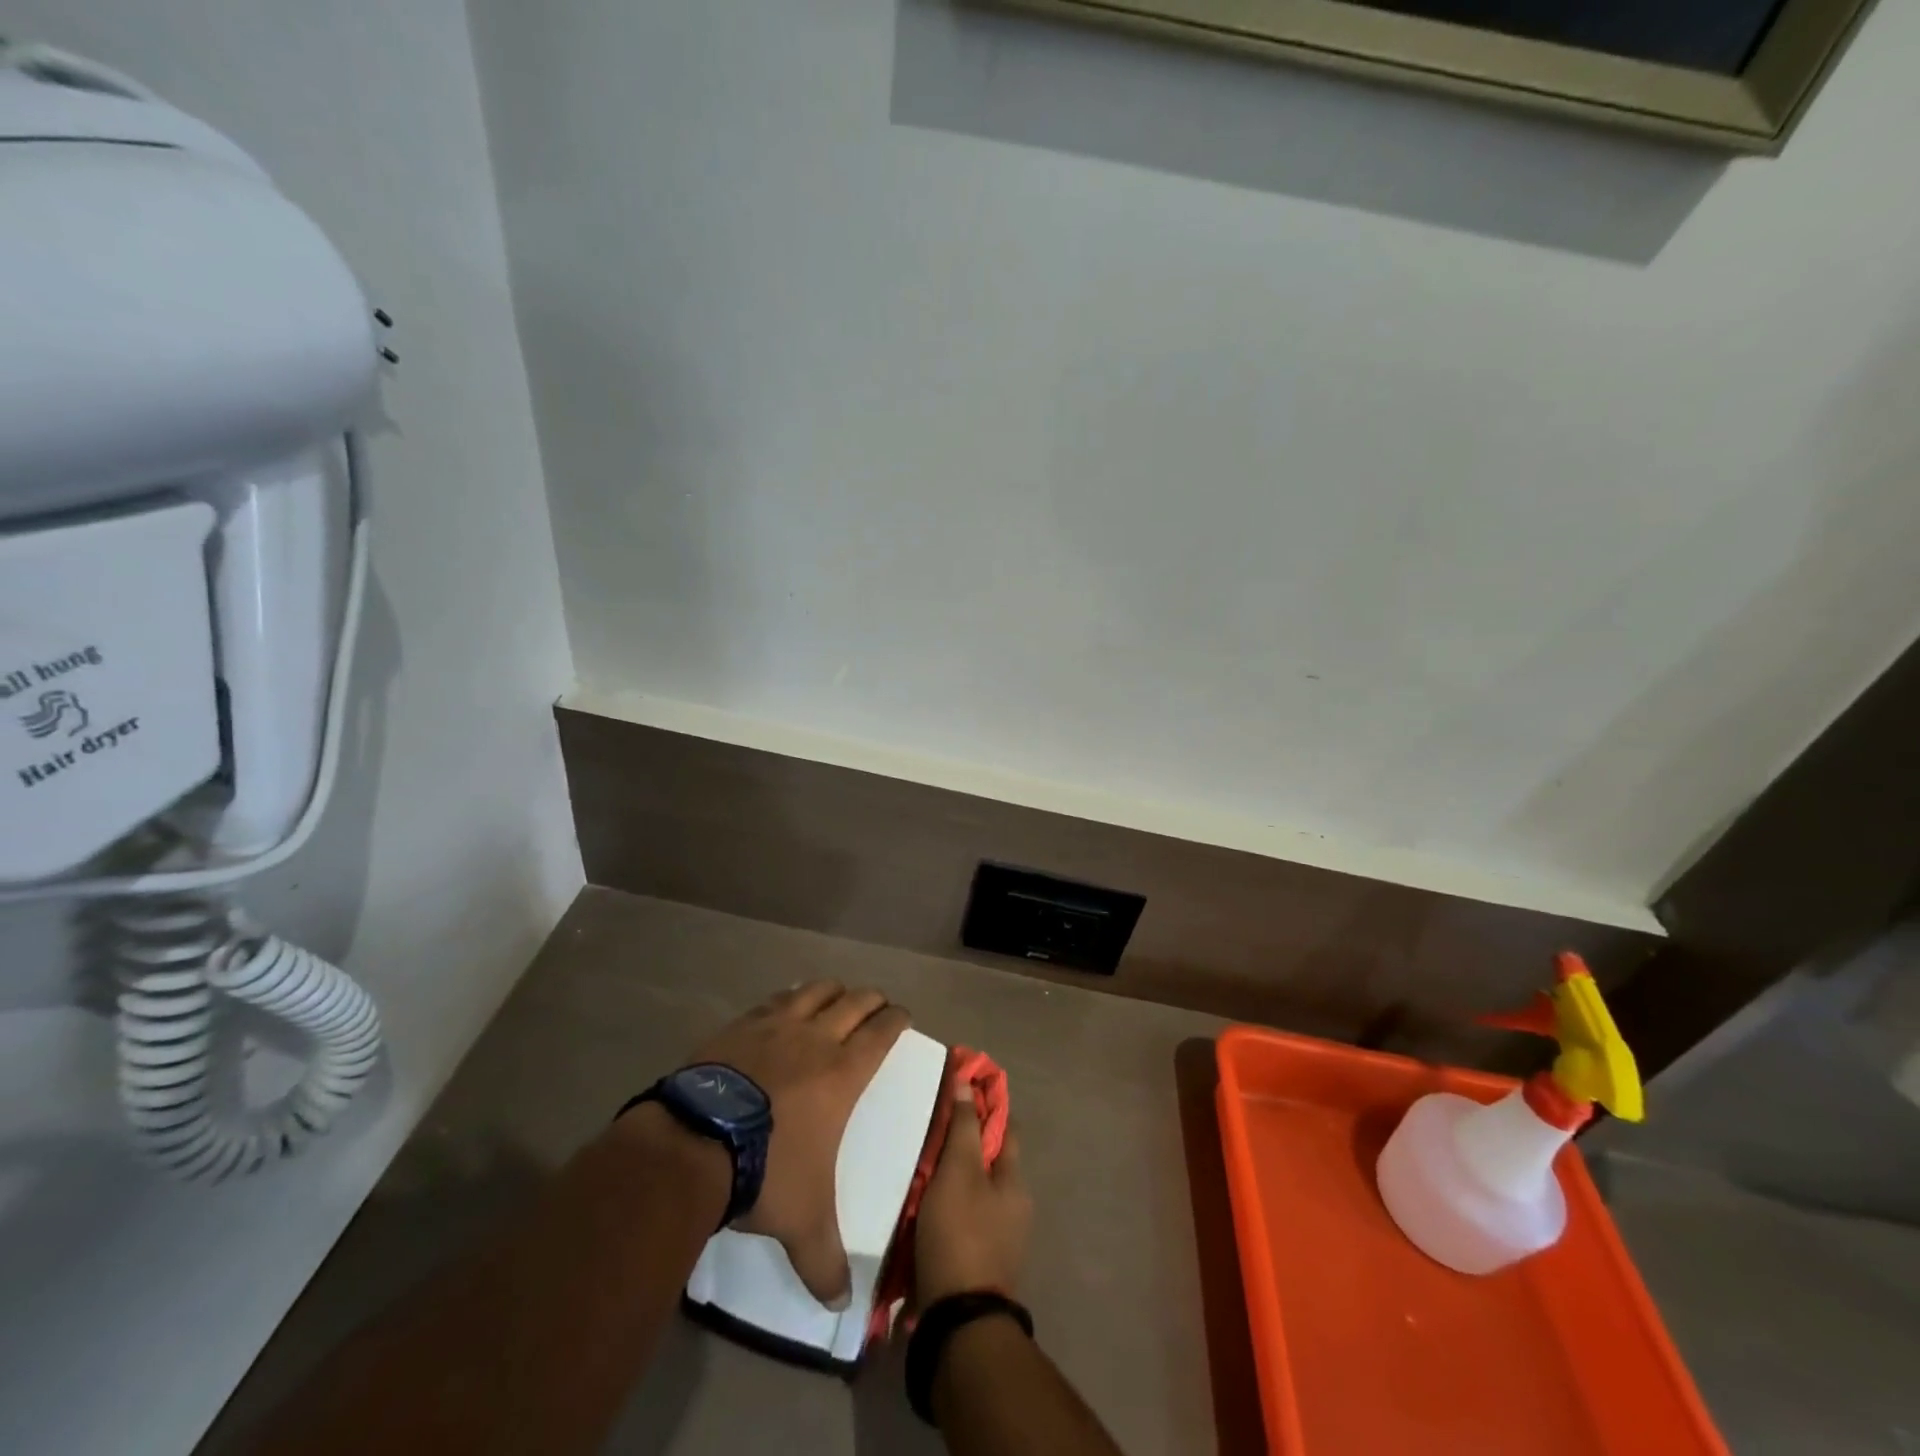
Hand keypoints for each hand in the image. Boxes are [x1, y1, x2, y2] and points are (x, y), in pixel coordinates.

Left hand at [689, 981, 908, 1306]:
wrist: (696, 1143)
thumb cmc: (765, 1172)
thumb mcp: (802, 1223)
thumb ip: (825, 1261)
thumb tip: (841, 1305)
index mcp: (843, 1072)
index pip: (883, 1031)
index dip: (898, 1019)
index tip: (904, 1017)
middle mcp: (816, 1038)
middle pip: (855, 1002)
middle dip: (872, 1000)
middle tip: (878, 1007)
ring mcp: (776, 1026)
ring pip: (816, 990)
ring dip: (833, 991)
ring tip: (836, 997)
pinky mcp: (741, 1025)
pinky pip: (775, 1000)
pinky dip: (789, 999)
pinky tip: (785, 1006)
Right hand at [915, 1090, 1031, 1306]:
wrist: (958, 1323)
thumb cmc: (960, 1234)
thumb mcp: (958, 1171)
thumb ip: (963, 1126)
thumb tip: (967, 1081)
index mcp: (1015, 1181)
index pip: (1005, 1126)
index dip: (985, 1103)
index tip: (959, 1084)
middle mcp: (1014, 1207)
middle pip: (988, 1159)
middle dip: (963, 1141)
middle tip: (930, 1126)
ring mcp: (998, 1238)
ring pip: (973, 1190)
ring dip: (951, 1176)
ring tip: (918, 1163)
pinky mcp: (978, 1263)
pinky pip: (963, 1218)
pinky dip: (946, 1205)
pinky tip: (921, 1204)